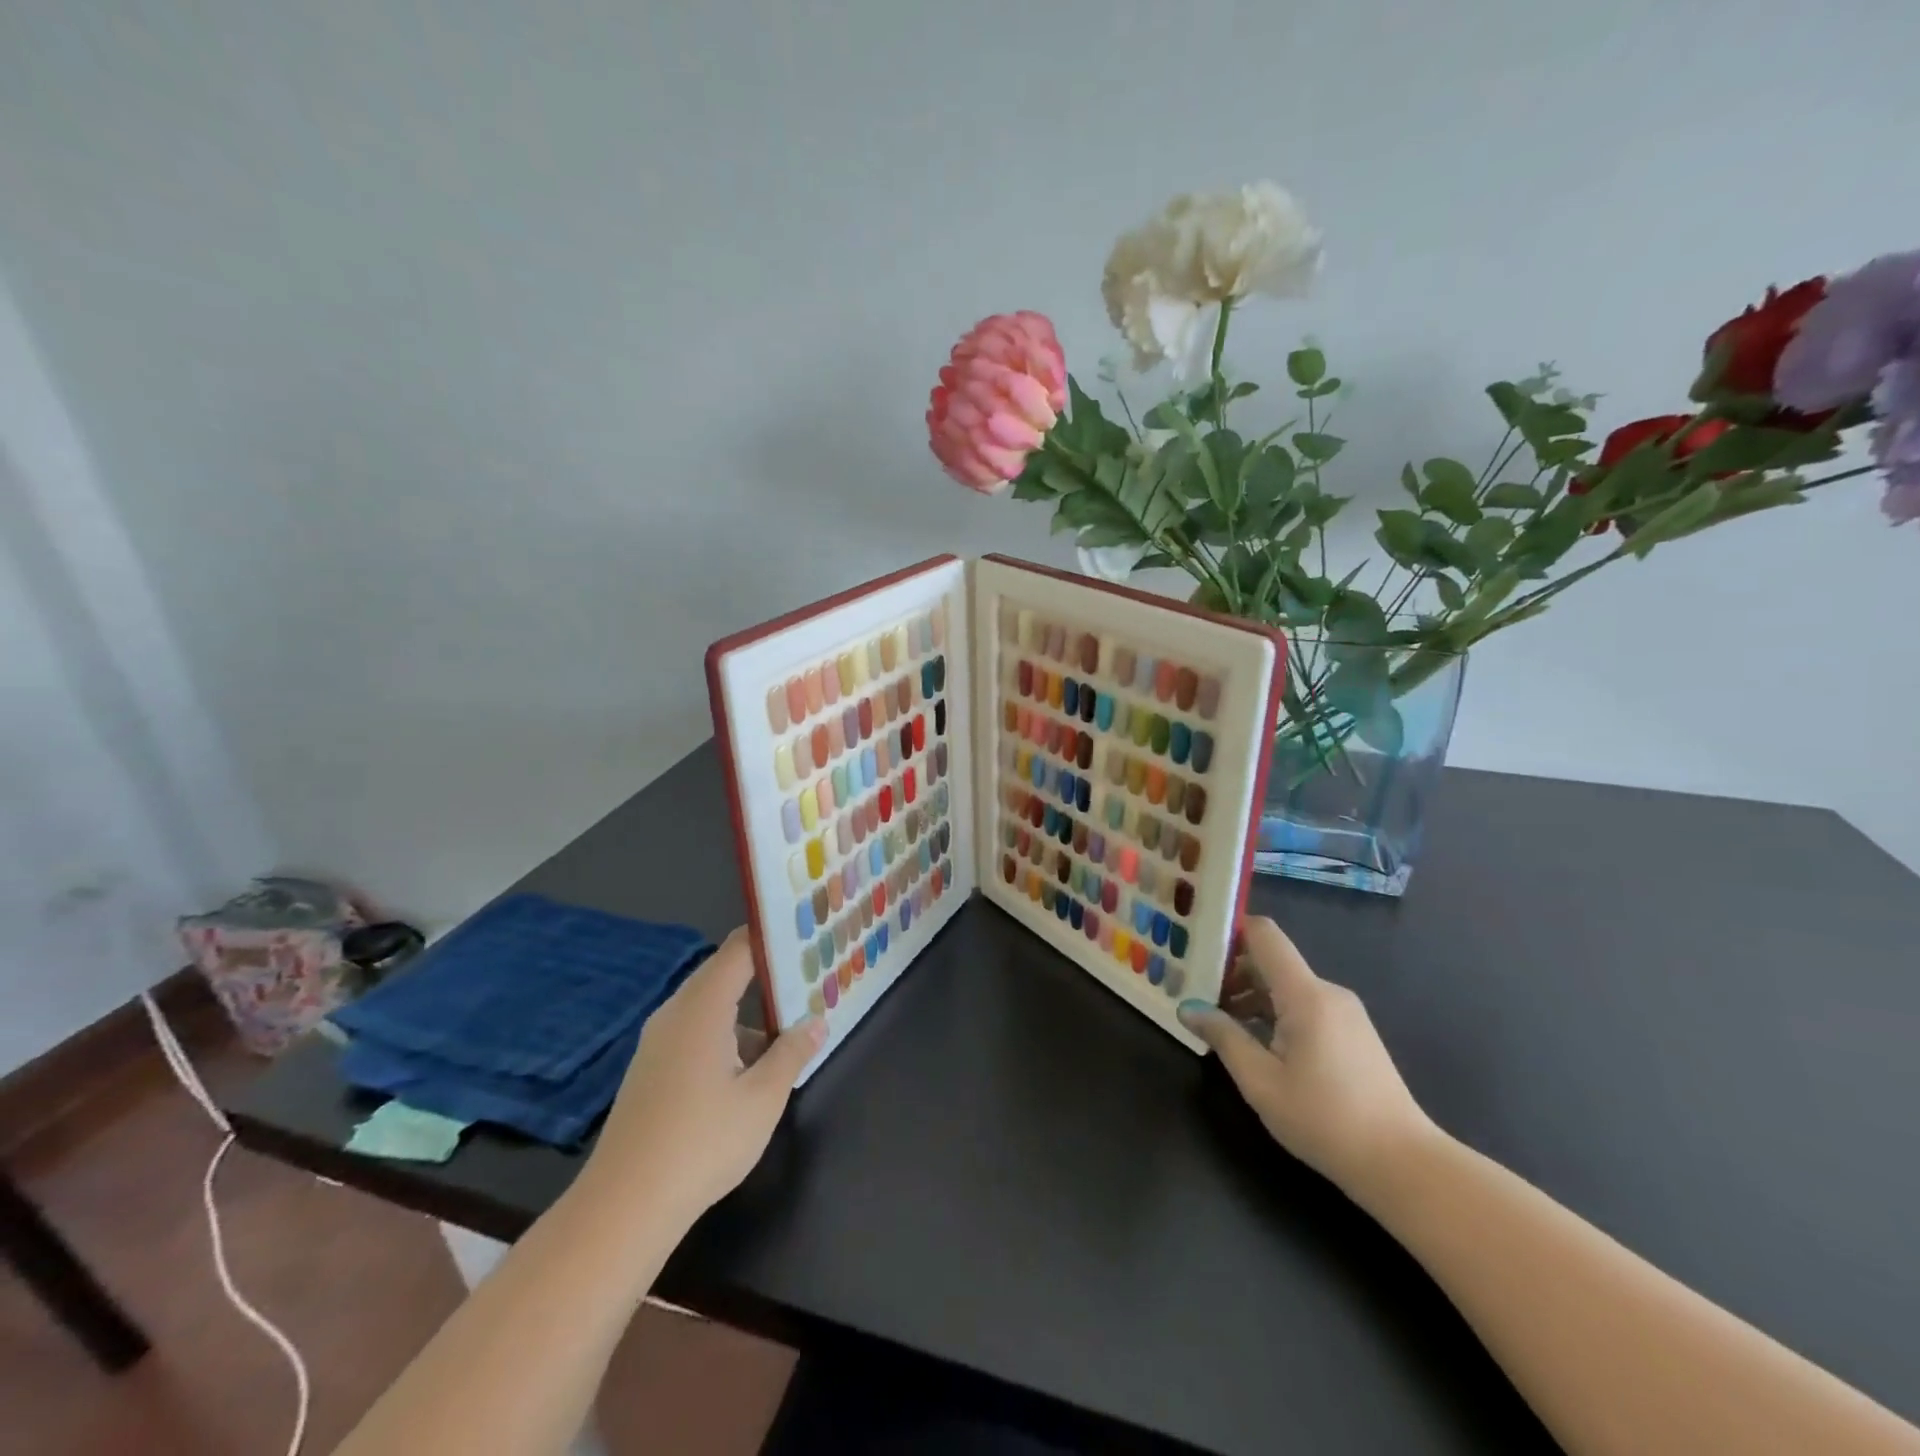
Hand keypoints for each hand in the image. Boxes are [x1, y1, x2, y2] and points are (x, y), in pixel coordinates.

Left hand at [582, 927, 823, 1220]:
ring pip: (710, 1006)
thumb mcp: (763, 1098)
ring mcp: (658, 1043)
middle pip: (723, 973)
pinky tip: (751, 1064)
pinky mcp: (652, 1069)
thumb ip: (792, 1053)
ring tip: (789, 1019)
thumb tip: (815, 1023)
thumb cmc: (702, 1143)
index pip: (739, 950)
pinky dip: (727, 1033)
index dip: (771, 937)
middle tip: (806, 973)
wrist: (623, 1207)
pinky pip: (695, 1031)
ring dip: (748, 1009)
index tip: (804, 933)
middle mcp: (675, 1014)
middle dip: (765, 971)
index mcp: (702, 1008)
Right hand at [1178, 917, 1438, 1205]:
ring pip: (1286, 986)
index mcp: (1305, 994)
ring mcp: (1345, 1012)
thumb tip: (1187, 1008)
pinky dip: (1274, 1012)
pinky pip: (1304, 1005)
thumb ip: (1223, 1037)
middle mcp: (1327, 992)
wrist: (1404, 1166)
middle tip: (1197, 996)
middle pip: (1271, 960)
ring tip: (1221, 1024)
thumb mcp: (1261, 1081)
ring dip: (1251, 996)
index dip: (1228, 932)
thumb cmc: (1325, 1120)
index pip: (1263, 934)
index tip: (1197, 951)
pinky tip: (1257, 1044)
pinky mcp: (1353, 1033)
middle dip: (1232, 972)